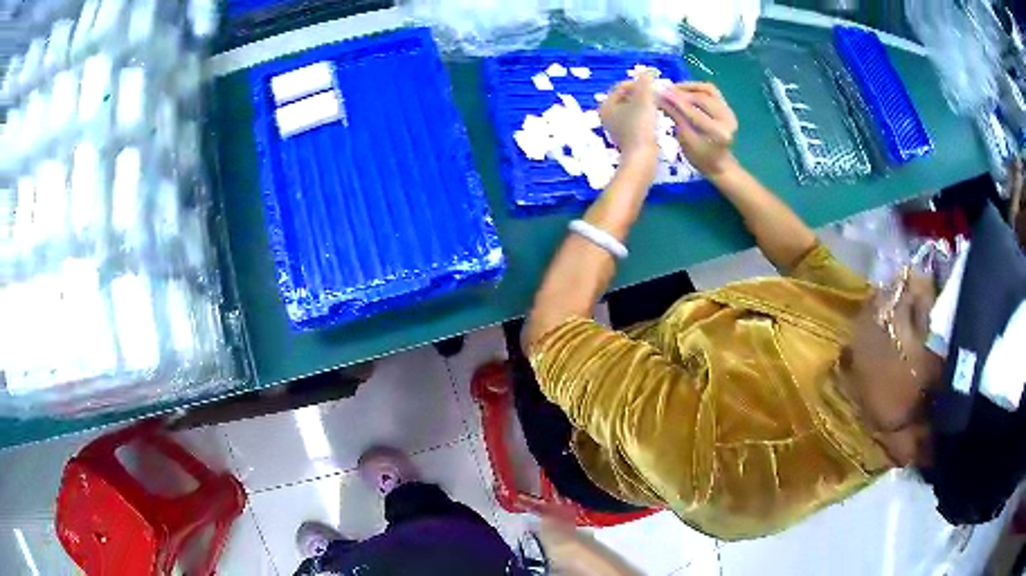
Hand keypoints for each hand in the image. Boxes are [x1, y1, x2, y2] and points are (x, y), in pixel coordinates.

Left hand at [599, 74, 658, 171]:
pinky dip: (645, 116)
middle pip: (627, 97)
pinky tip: (656, 120)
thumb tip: (646, 71)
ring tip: (658, 107)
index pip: (622, 87)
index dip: (638, 84)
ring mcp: (616, 127)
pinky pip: (636, 119)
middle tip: (657, 96)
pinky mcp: (627, 136)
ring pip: (632, 108)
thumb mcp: (643, 100)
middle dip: (642, 94)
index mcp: (606, 105)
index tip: (653, 88)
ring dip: (645, 105)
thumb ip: (645, 84)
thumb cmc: (640, 127)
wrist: (642, 158)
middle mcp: (607, 115)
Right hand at [659, 82, 738, 178]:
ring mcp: (729, 111)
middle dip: (681, 92)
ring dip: (689, 87)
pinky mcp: (727, 107)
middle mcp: (727, 119)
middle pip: (702, 97)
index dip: (676, 100)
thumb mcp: (685, 140)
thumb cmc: (699, 157)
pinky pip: (711, 91)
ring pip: (707, 90)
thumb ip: (675, 116)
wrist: (718, 163)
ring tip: (673, 89)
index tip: (659, 92)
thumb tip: (660, 97)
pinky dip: (697, 88)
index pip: (694, 111)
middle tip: (664, 90)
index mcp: (718, 133)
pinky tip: (685, 90)